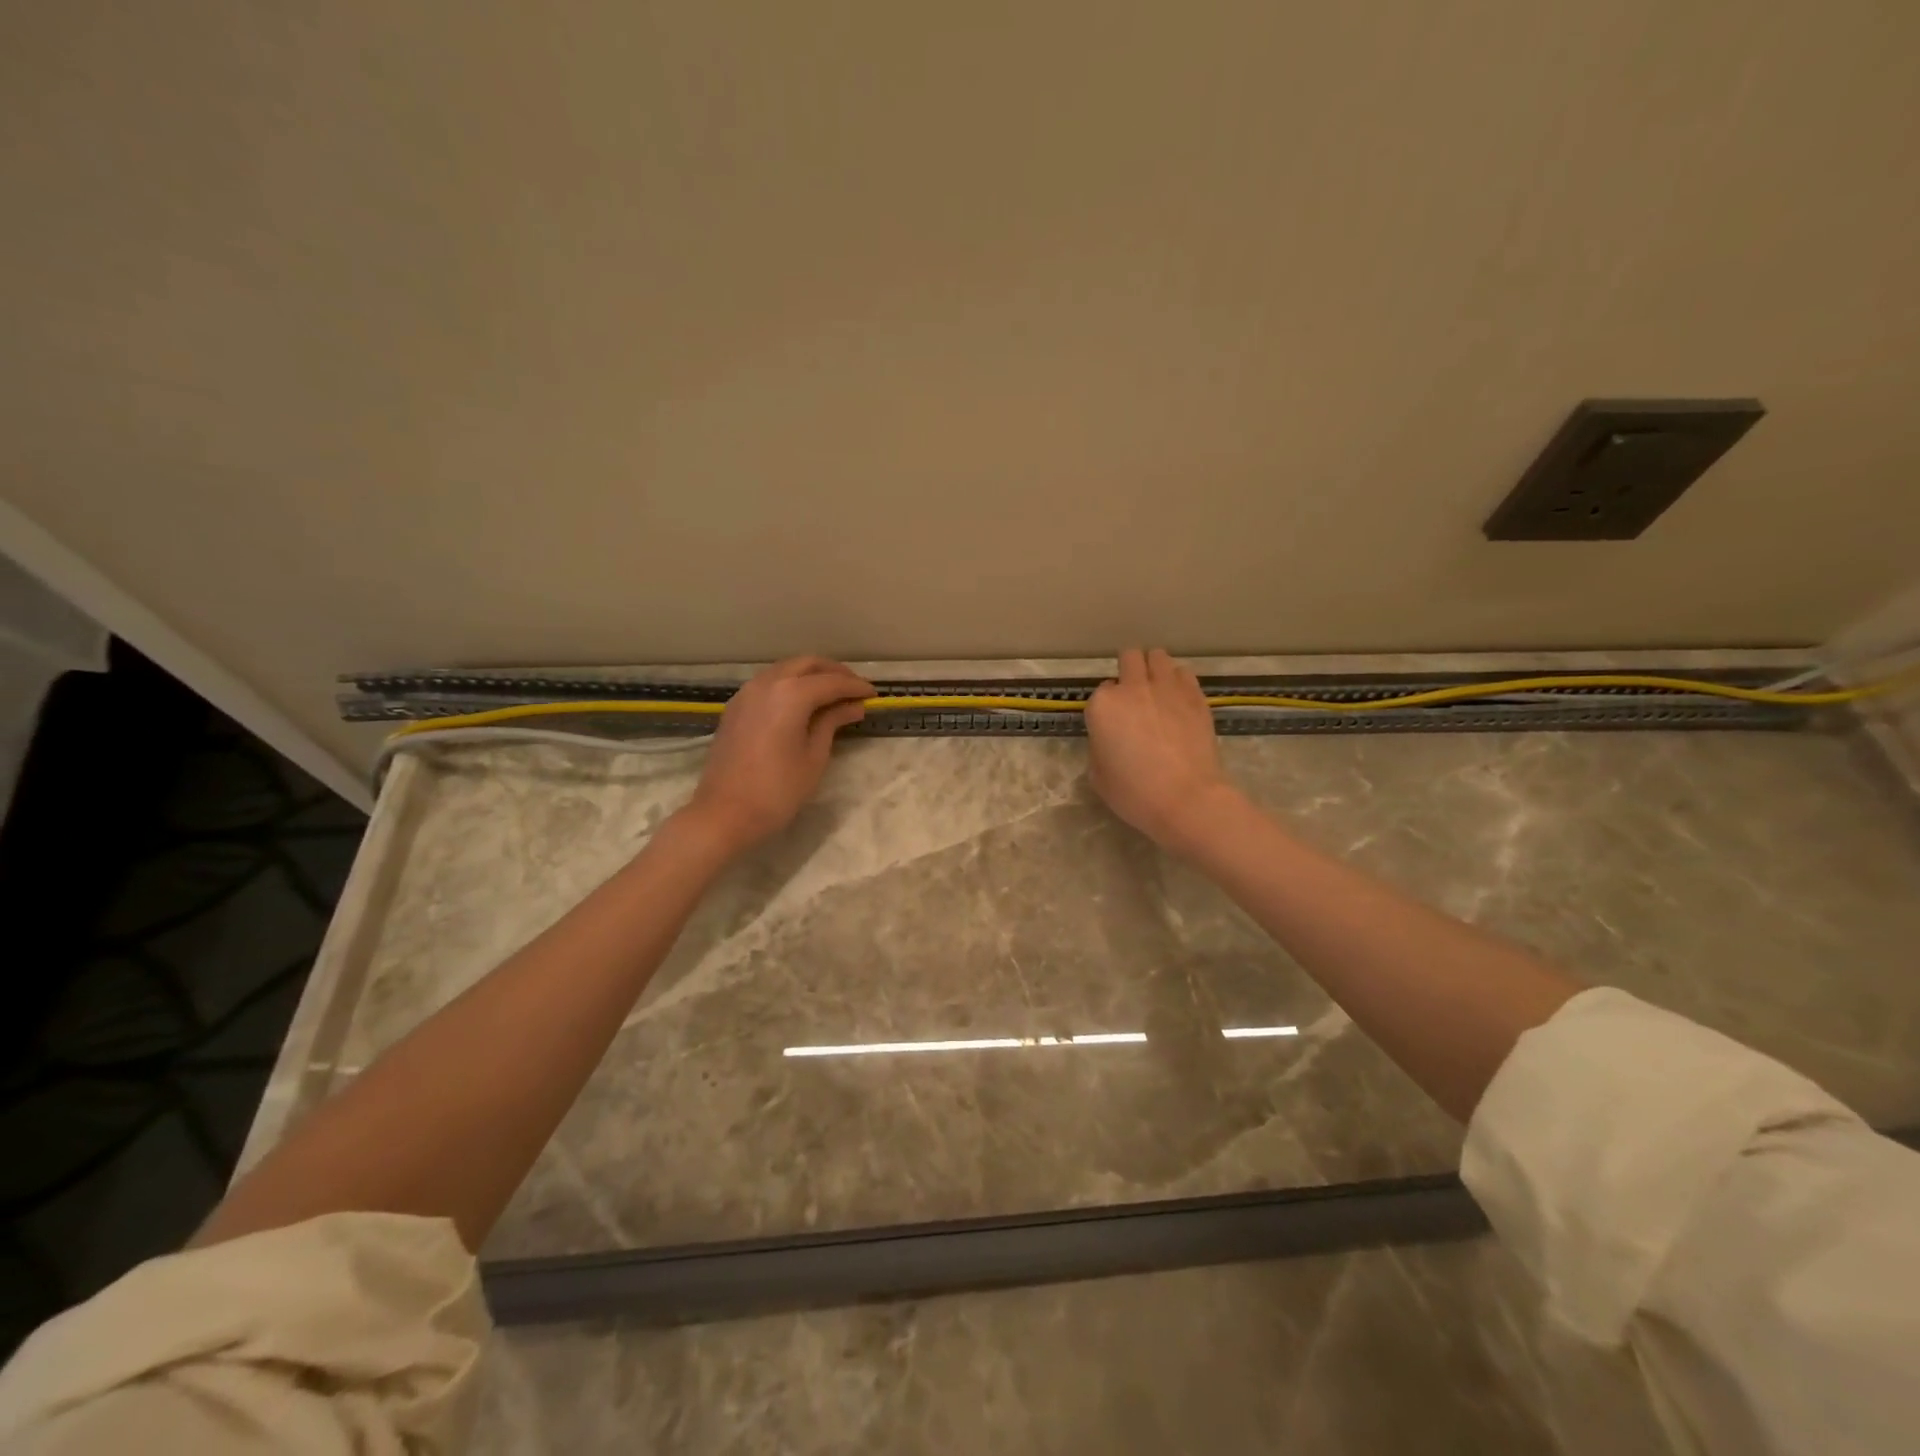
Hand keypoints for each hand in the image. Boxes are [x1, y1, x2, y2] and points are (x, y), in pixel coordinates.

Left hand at [684, 657, 872, 853]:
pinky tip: (802, 704)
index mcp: (791, 693)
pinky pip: (769, 683)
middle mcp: (768, 682)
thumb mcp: (814, 756)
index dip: (856, 687)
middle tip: (855, 690)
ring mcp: (747, 692)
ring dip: (811, 676)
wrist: (724, 813)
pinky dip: (791, 685)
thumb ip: (832, 722)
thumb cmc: (778, 790)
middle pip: (808, 664)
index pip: (832, 682)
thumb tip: (853, 706)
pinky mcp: (736, 707)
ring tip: (832, 695)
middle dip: (835, 673)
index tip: (874, 695)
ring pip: (786, 669)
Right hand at [1085, 648, 1237, 853]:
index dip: (1108, 705)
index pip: (1101, 690)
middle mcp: (1133, 688)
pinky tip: (1179, 699)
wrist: (1186, 798)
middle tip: (1134, 694)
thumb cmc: (1134, 793)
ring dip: (1154, 668)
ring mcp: (1167, 688)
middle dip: (1129, 670)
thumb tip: (1110, 740)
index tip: (1114, 722)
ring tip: (1158, 689)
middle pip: (1129, 658)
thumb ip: (1099, 747)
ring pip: (1158, 656)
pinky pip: (1184, 673)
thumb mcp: (1098, 776)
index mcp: (1103, 705)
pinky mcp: (1196, 695)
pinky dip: (1178, 680)